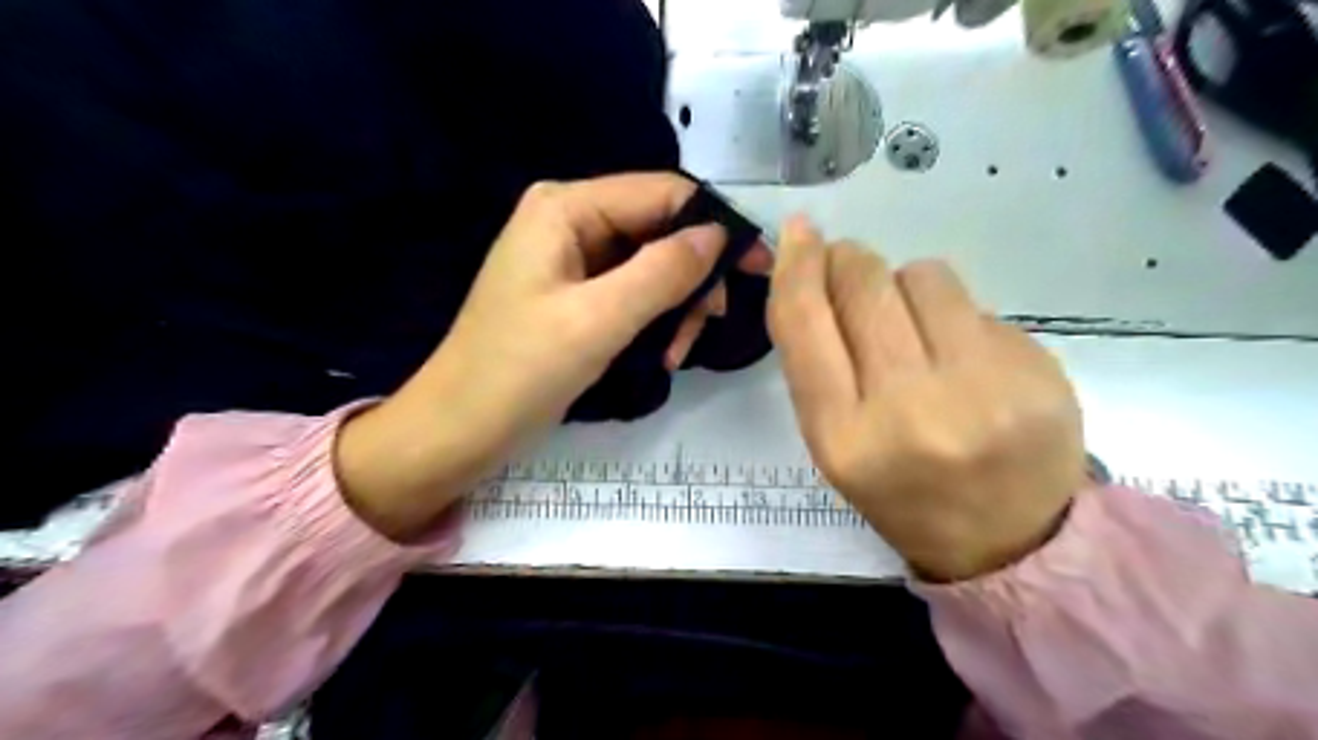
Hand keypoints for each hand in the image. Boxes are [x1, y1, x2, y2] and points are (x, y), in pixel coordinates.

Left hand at [336, 173, 773, 540]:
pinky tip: (661, 353)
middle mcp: (570, 220)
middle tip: (711, 325)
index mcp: (566, 208)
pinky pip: (632, 292)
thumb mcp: (598, 320)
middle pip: (659, 229)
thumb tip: (719, 234)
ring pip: (651, 265)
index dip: (715, 225)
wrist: (459, 429)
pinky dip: (654, 319)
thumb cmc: (518, 372)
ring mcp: (572, 259)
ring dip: (676, 306)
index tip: (758, 267)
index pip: (662, 193)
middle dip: (692, 277)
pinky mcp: (575, 294)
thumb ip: (662, 271)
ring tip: (676, 353)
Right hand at [770, 218, 1086, 581]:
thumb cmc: (903, 493)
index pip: (805, 324)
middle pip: (865, 285)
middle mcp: (910, 410)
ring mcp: (983, 389)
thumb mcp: (836, 445)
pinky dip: (956, 317)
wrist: (1010, 541)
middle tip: (850, 269)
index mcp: (844, 438)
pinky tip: (967, 358)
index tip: (798, 231)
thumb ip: (817, 365)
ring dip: (907, 286)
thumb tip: (817, 275)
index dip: (795, 267)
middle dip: (850, 262)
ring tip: (916, 327)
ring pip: (925, 276)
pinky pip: (976, 305)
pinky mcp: (1039, 372)